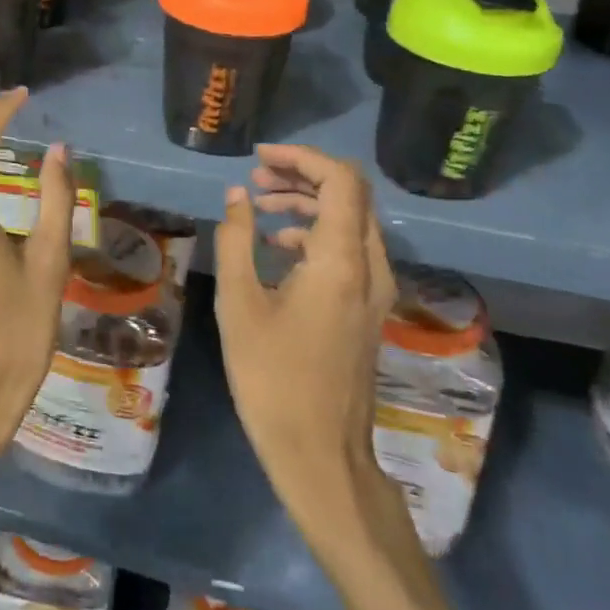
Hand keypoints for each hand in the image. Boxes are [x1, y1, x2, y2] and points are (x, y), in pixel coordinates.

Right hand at [214, 145, 397, 524]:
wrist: (320, 453)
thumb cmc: (273, 378)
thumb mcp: (240, 304)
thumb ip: (236, 240)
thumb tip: (235, 196)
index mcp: (341, 261)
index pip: (340, 181)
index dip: (302, 157)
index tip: (260, 157)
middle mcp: (370, 267)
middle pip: (350, 195)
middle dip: (302, 175)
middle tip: (255, 177)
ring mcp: (374, 290)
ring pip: (351, 221)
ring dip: (308, 202)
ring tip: (259, 203)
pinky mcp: (367, 308)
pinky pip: (349, 249)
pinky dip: (316, 232)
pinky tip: (278, 244)